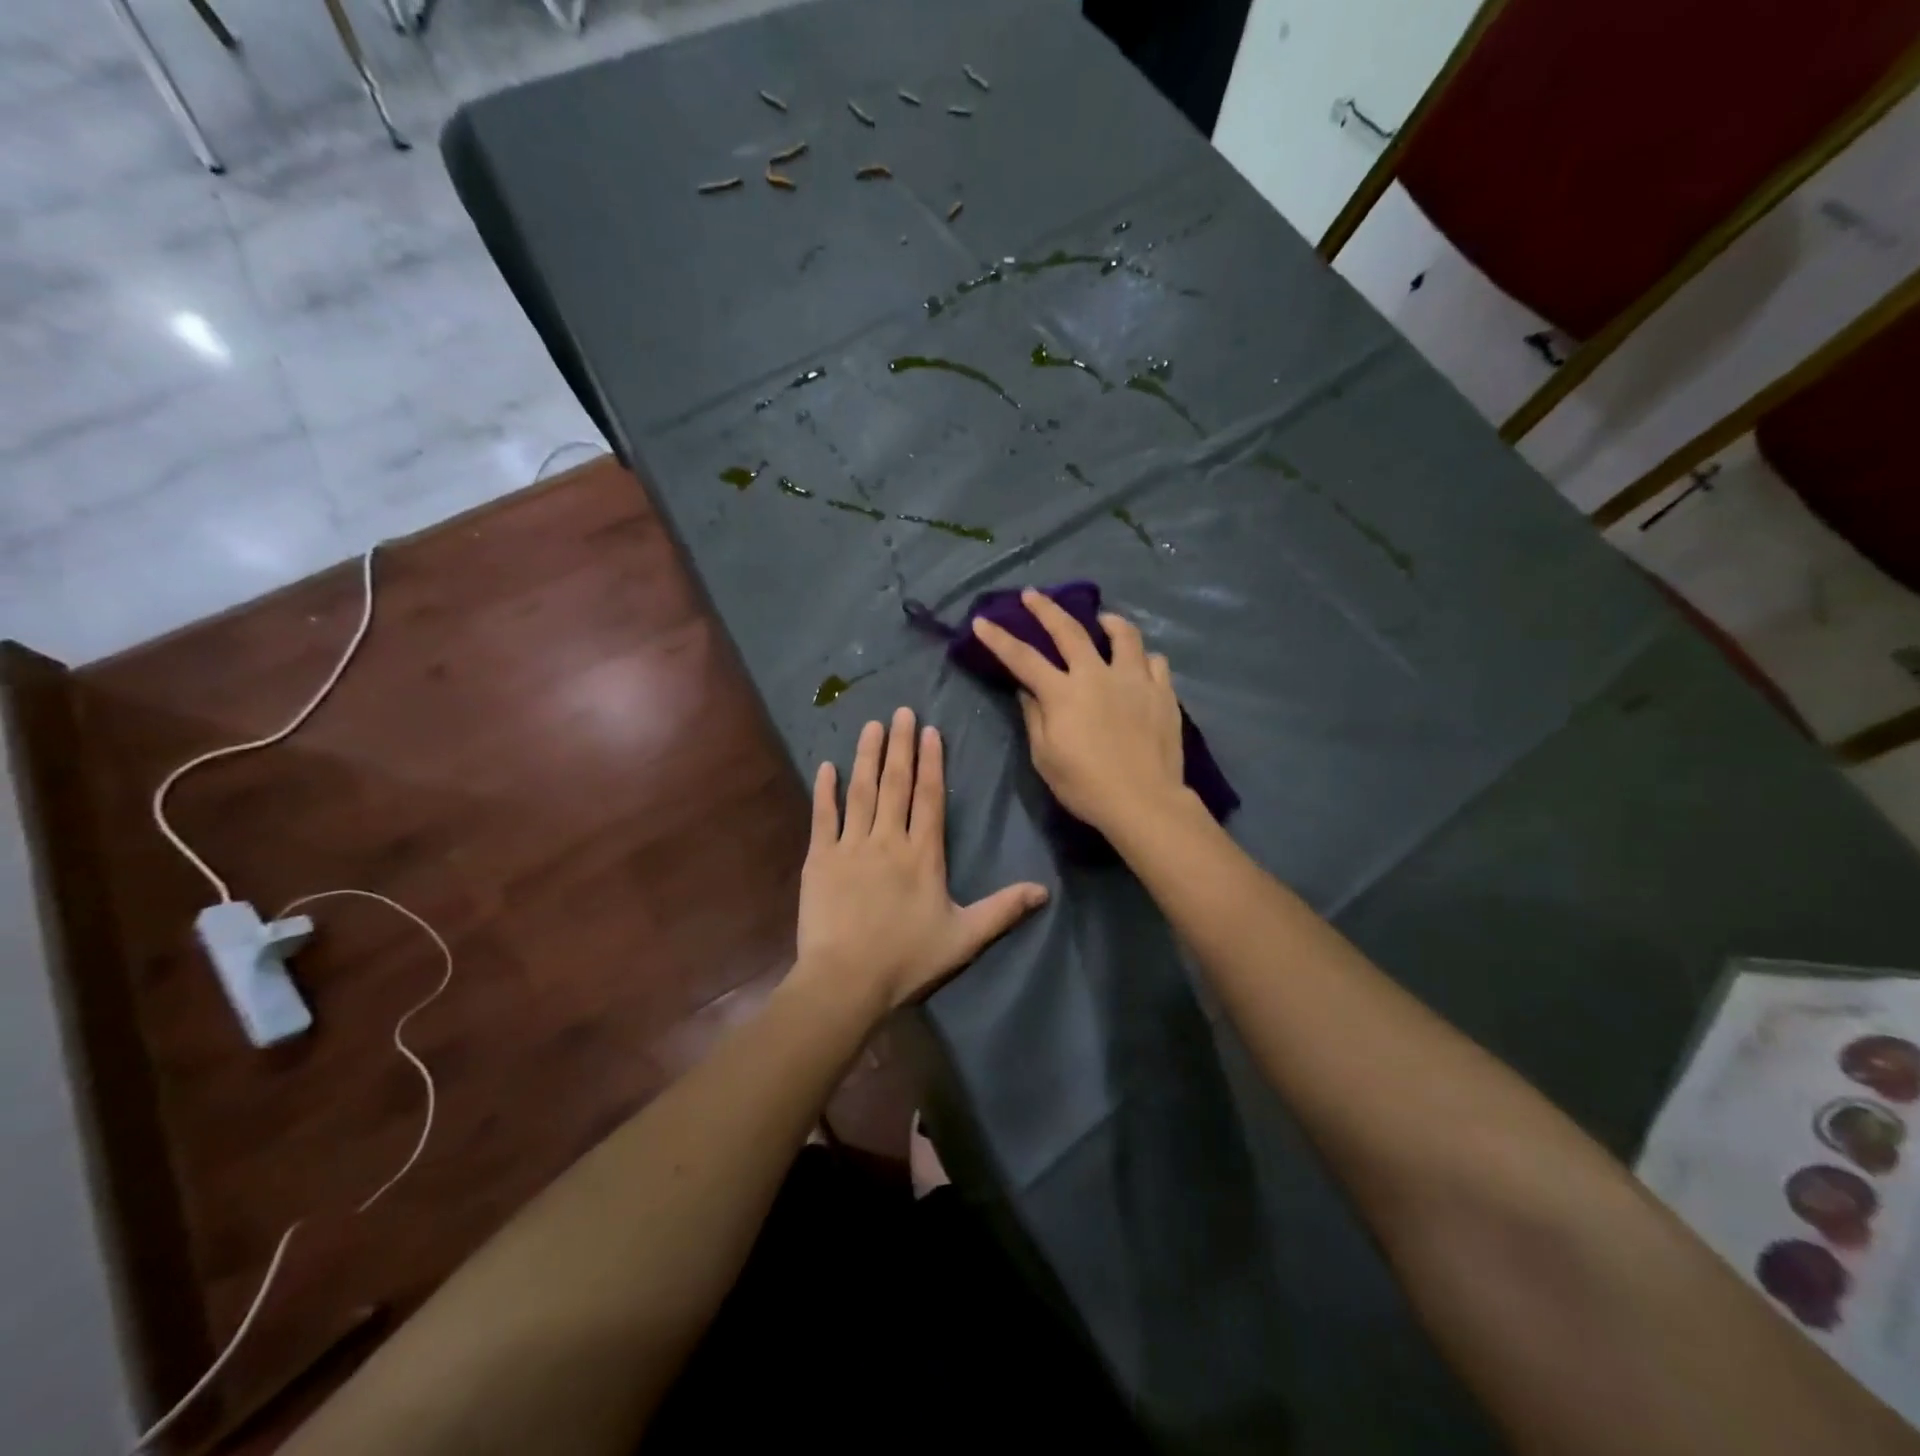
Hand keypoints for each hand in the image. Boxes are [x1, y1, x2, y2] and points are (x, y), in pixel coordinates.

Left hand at [794, 707, 1048, 1013]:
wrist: (846, 981)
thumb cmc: (907, 960)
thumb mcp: (964, 937)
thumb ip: (1003, 909)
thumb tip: (1045, 890)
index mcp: (923, 855)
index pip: (929, 798)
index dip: (930, 763)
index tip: (929, 731)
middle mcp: (888, 840)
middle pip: (895, 784)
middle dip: (899, 746)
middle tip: (900, 711)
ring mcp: (851, 847)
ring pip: (860, 792)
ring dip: (866, 757)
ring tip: (871, 726)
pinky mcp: (820, 860)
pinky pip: (823, 817)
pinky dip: (824, 791)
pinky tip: (826, 766)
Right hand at [970, 589, 1187, 834]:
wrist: (1144, 802)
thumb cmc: (1086, 786)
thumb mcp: (1045, 757)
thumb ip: (1035, 718)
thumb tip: (1028, 691)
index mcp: (1063, 693)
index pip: (1023, 658)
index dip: (998, 638)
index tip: (982, 621)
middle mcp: (1097, 675)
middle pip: (1069, 631)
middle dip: (1046, 609)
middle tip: (1033, 594)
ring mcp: (1134, 680)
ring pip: (1123, 635)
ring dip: (1109, 622)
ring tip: (1103, 620)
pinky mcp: (1162, 692)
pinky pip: (1154, 661)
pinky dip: (1142, 657)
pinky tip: (1138, 664)